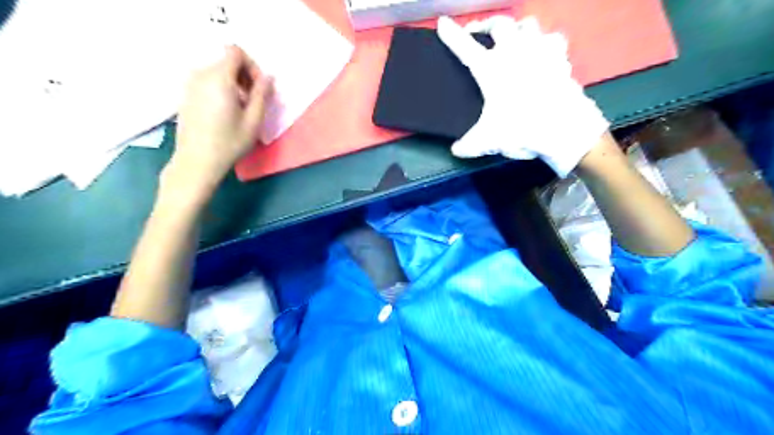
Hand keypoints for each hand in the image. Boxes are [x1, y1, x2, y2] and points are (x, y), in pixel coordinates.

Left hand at [163, 45, 270, 199]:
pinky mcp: (186, 94)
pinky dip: (221, 89)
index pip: (235, 52)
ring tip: (241, 109)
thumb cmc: (229, 143)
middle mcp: (201, 74)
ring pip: (217, 71)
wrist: (197, 161)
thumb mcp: (254, 120)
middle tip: (254, 101)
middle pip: (226, 61)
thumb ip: (263, 94)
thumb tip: (268, 77)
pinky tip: (226, 112)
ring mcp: (190, 84)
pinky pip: (208, 81)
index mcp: (218, 78)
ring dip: (234, 84)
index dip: (252, 66)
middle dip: (245, 76)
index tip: (259, 88)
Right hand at [437, 15, 607, 175]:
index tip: (443, 24)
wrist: (562, 127)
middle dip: (487, 26)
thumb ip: (468, 145)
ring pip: (527, 24)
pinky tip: (542, 52)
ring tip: (513, 40)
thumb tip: (456, 150)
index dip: (451, 35)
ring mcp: (539, 50)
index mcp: (490, 69)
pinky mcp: (560, 56)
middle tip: (481, 34)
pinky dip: (544, 43)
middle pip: (498, 24)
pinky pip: (552, 39)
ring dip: (517, 29)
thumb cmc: (519, 129)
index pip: (465, 48)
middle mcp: (513, 52)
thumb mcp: (487, 141)